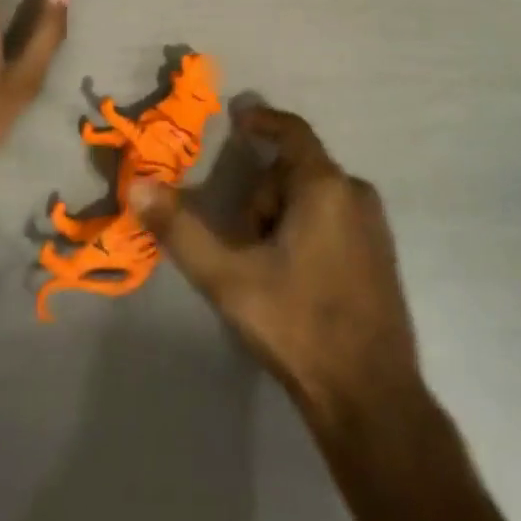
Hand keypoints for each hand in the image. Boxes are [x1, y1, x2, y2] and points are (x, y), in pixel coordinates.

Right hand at [133, 105, 420, 427]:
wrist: (371, 400)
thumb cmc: (299, 325)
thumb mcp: (228, 277)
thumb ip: (181, 229)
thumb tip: (138, 187)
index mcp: (325, 187)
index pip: (291, 131)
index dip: (261, 120)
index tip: (236, 120)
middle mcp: (356, 194)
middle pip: (295, 171)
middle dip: (262, 196)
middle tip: (242, 242)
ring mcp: (374, 226)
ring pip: (313, 198)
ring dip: (282, 217)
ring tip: (267, 268)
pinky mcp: (381, 256)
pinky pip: (334, 219)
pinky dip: (306, 231)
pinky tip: (295, 279)